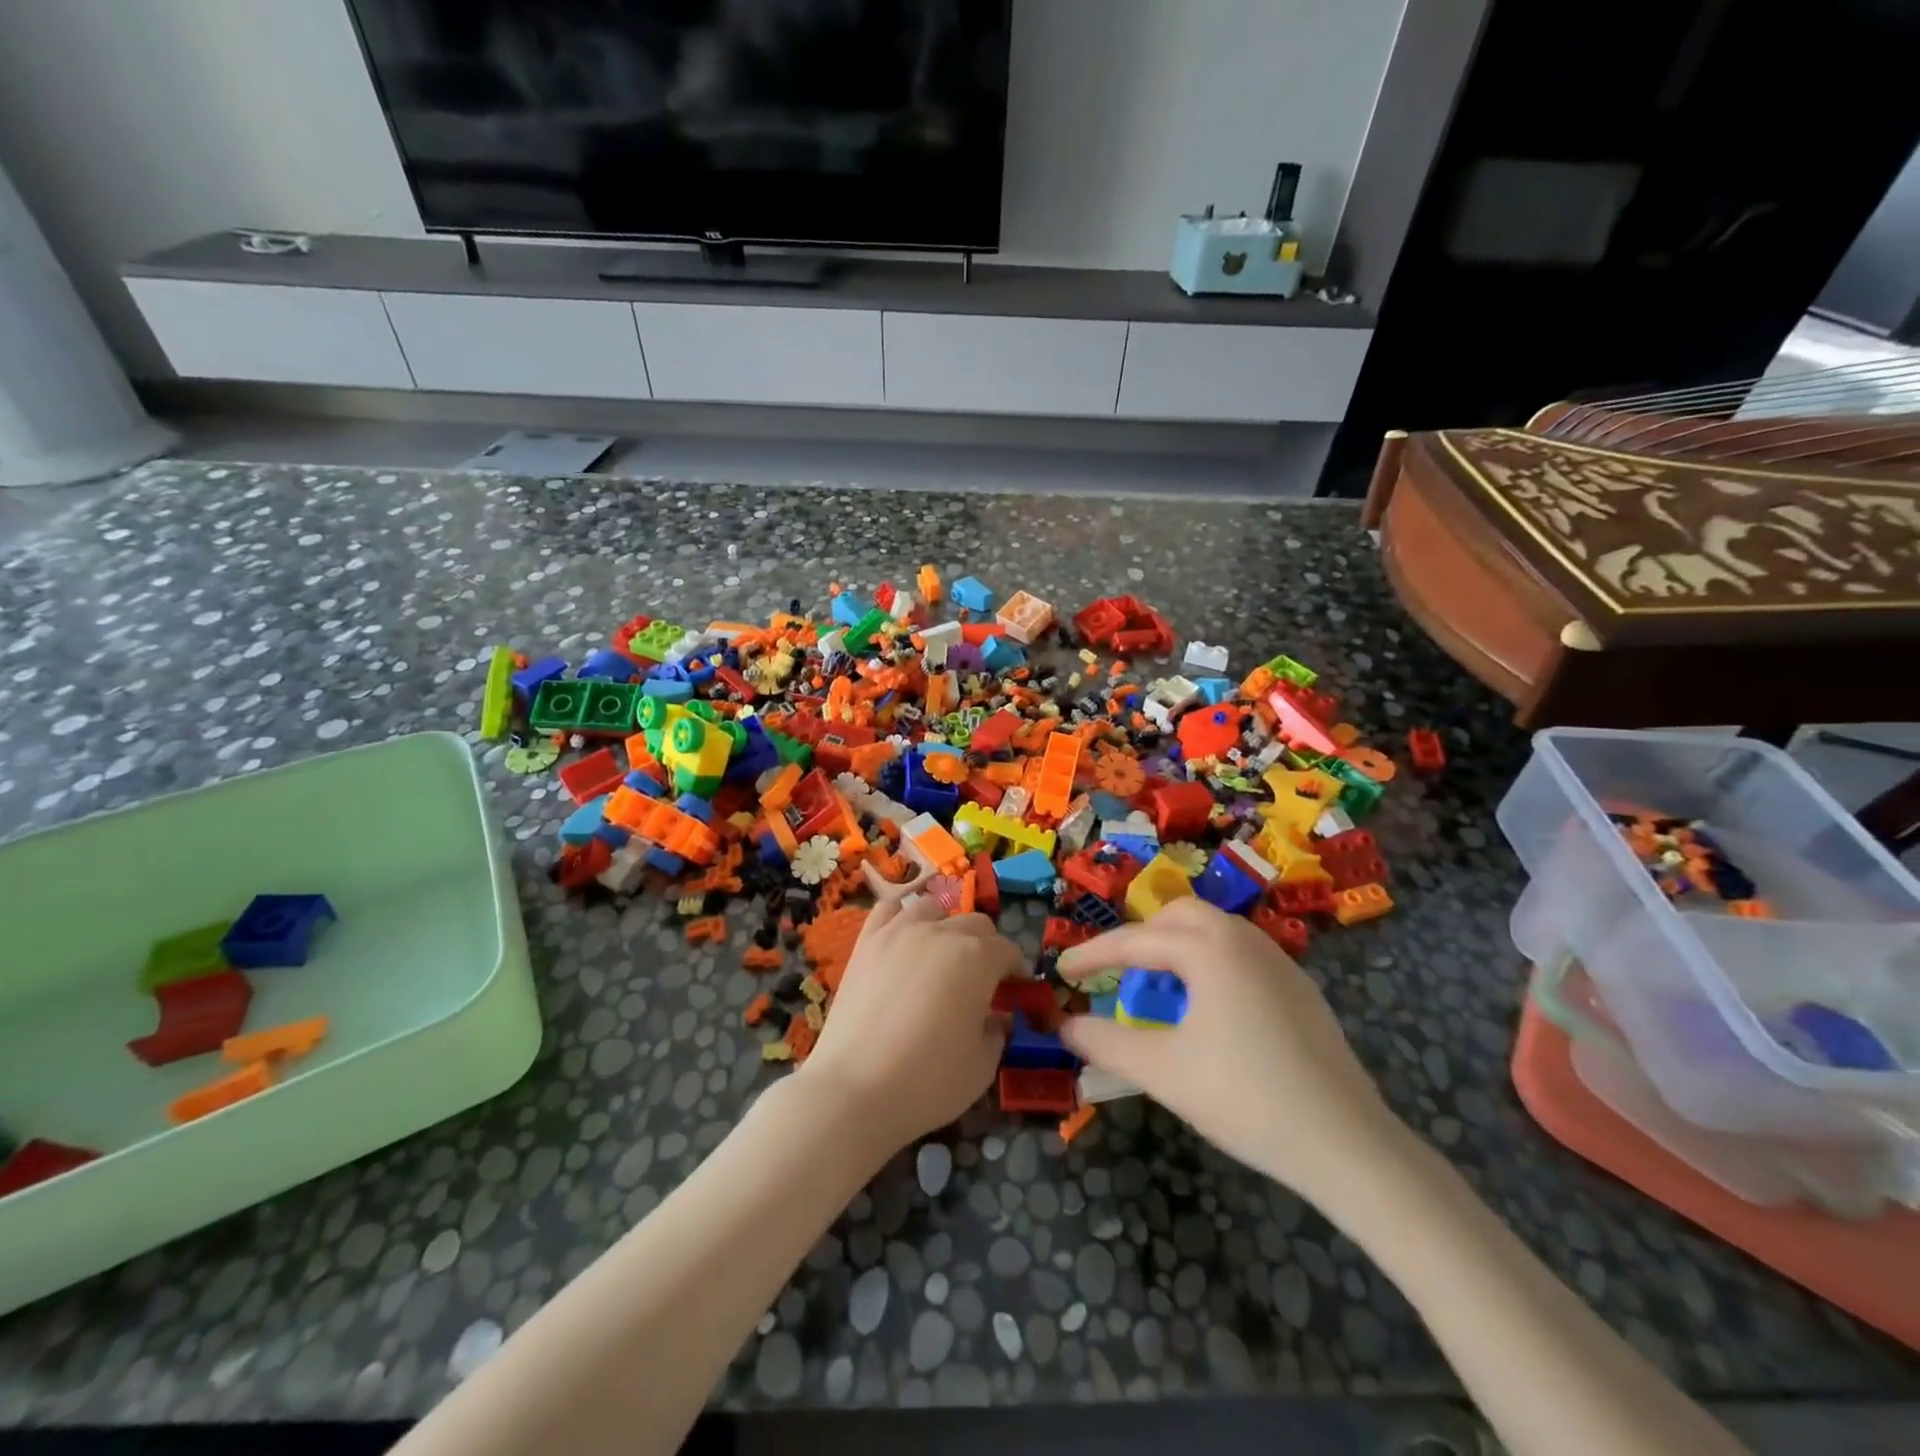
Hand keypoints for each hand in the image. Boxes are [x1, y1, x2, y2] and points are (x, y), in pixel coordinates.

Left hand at [797, 893, 1023, 1156]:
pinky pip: (889, 910)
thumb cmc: (928, 1081)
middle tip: (982, 982)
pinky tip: (904, 938)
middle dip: (987, 948)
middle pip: (975, 924)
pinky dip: (903, 917)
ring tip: (941, 957)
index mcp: (978, 958)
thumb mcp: (982, 1065)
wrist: (854, 1089)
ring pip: (933, 909)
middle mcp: (942, 932)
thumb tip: (998, 1017)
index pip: (1008, 951)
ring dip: (946, 927)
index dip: (1016, 971)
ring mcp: (899, 931)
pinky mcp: (866, 941)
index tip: (1015, 992)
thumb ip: (997, 1032)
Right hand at [1057, 898, 1405, 1205]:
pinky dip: (1210, 965)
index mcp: (1209, 949)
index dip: (1092, 955)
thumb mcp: (1162, 1071)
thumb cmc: (1244, 1098)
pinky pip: (1241, 955)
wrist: (1347, 1143)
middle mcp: (1244, 940)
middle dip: (1141, 939)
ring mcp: (1279, 962)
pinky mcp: (1300, 989)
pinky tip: (1209, 1011)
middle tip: (1117, 974)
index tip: (1061, 971)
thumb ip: (1104, 1043)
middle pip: (1179, 917)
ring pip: (1214, 931)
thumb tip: (1064, 1027)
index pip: (1135, 941)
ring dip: (1177, 948)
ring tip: (1159, 991)